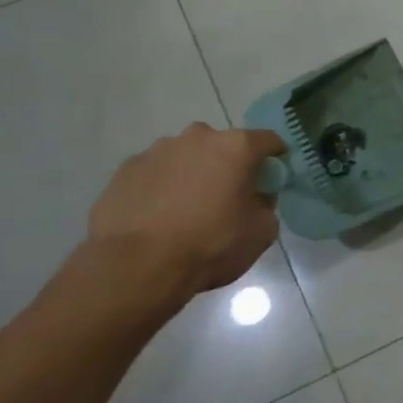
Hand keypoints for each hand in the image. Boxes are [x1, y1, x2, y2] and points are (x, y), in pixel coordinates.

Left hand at [88, 125, 285, 297]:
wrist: (137, 265)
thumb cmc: (211, 244)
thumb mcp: (262, 232)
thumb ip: (266, 205)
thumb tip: (255, 198)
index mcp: (236, 147)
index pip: (268, 141)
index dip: (276, 158)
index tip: (274, 178)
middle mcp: (197, 137)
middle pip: (223, 146)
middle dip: (229, 166)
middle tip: (228, 198)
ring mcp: (157, 150)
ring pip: (186, 157)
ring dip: (193, 175)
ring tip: (188, 211)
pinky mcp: (126, 169)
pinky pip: (156, 173)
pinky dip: (163, 188)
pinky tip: (159, 217)